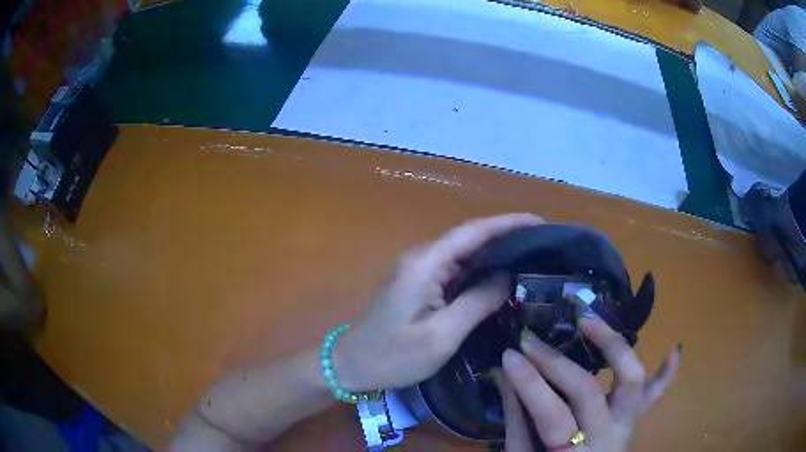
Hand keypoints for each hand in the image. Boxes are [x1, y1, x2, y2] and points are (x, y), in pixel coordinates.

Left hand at [332, 213, 543, 391]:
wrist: (352, 365)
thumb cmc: (393, 356)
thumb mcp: (441, 336)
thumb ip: (477, 302)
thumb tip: (508, 276)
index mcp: (425, 264)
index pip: (473, 232)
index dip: (507, 223)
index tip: (539, 222)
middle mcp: (422, 258)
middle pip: (470, 239)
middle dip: (506, 238)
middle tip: (542, 245)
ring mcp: (418, 271)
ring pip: (464, 255)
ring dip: (495, 255)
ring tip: (531, 258)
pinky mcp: (419, 284)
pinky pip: (455, 271)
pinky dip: (479, 273)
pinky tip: (500, 279)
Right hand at [498, 316, 680, 451]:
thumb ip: (517, 422)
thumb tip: (506, 376)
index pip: (552, 413)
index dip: (530, 383)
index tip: (509, 355)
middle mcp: (607, 436)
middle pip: (587, 391)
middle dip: (556, 363)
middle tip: (531, 340)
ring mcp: (626, 425)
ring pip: (631, 381)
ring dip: (613, 346)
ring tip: (588, 320)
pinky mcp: (635, 421)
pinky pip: (655, 396)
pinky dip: (666, 374)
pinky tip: (674, 349)